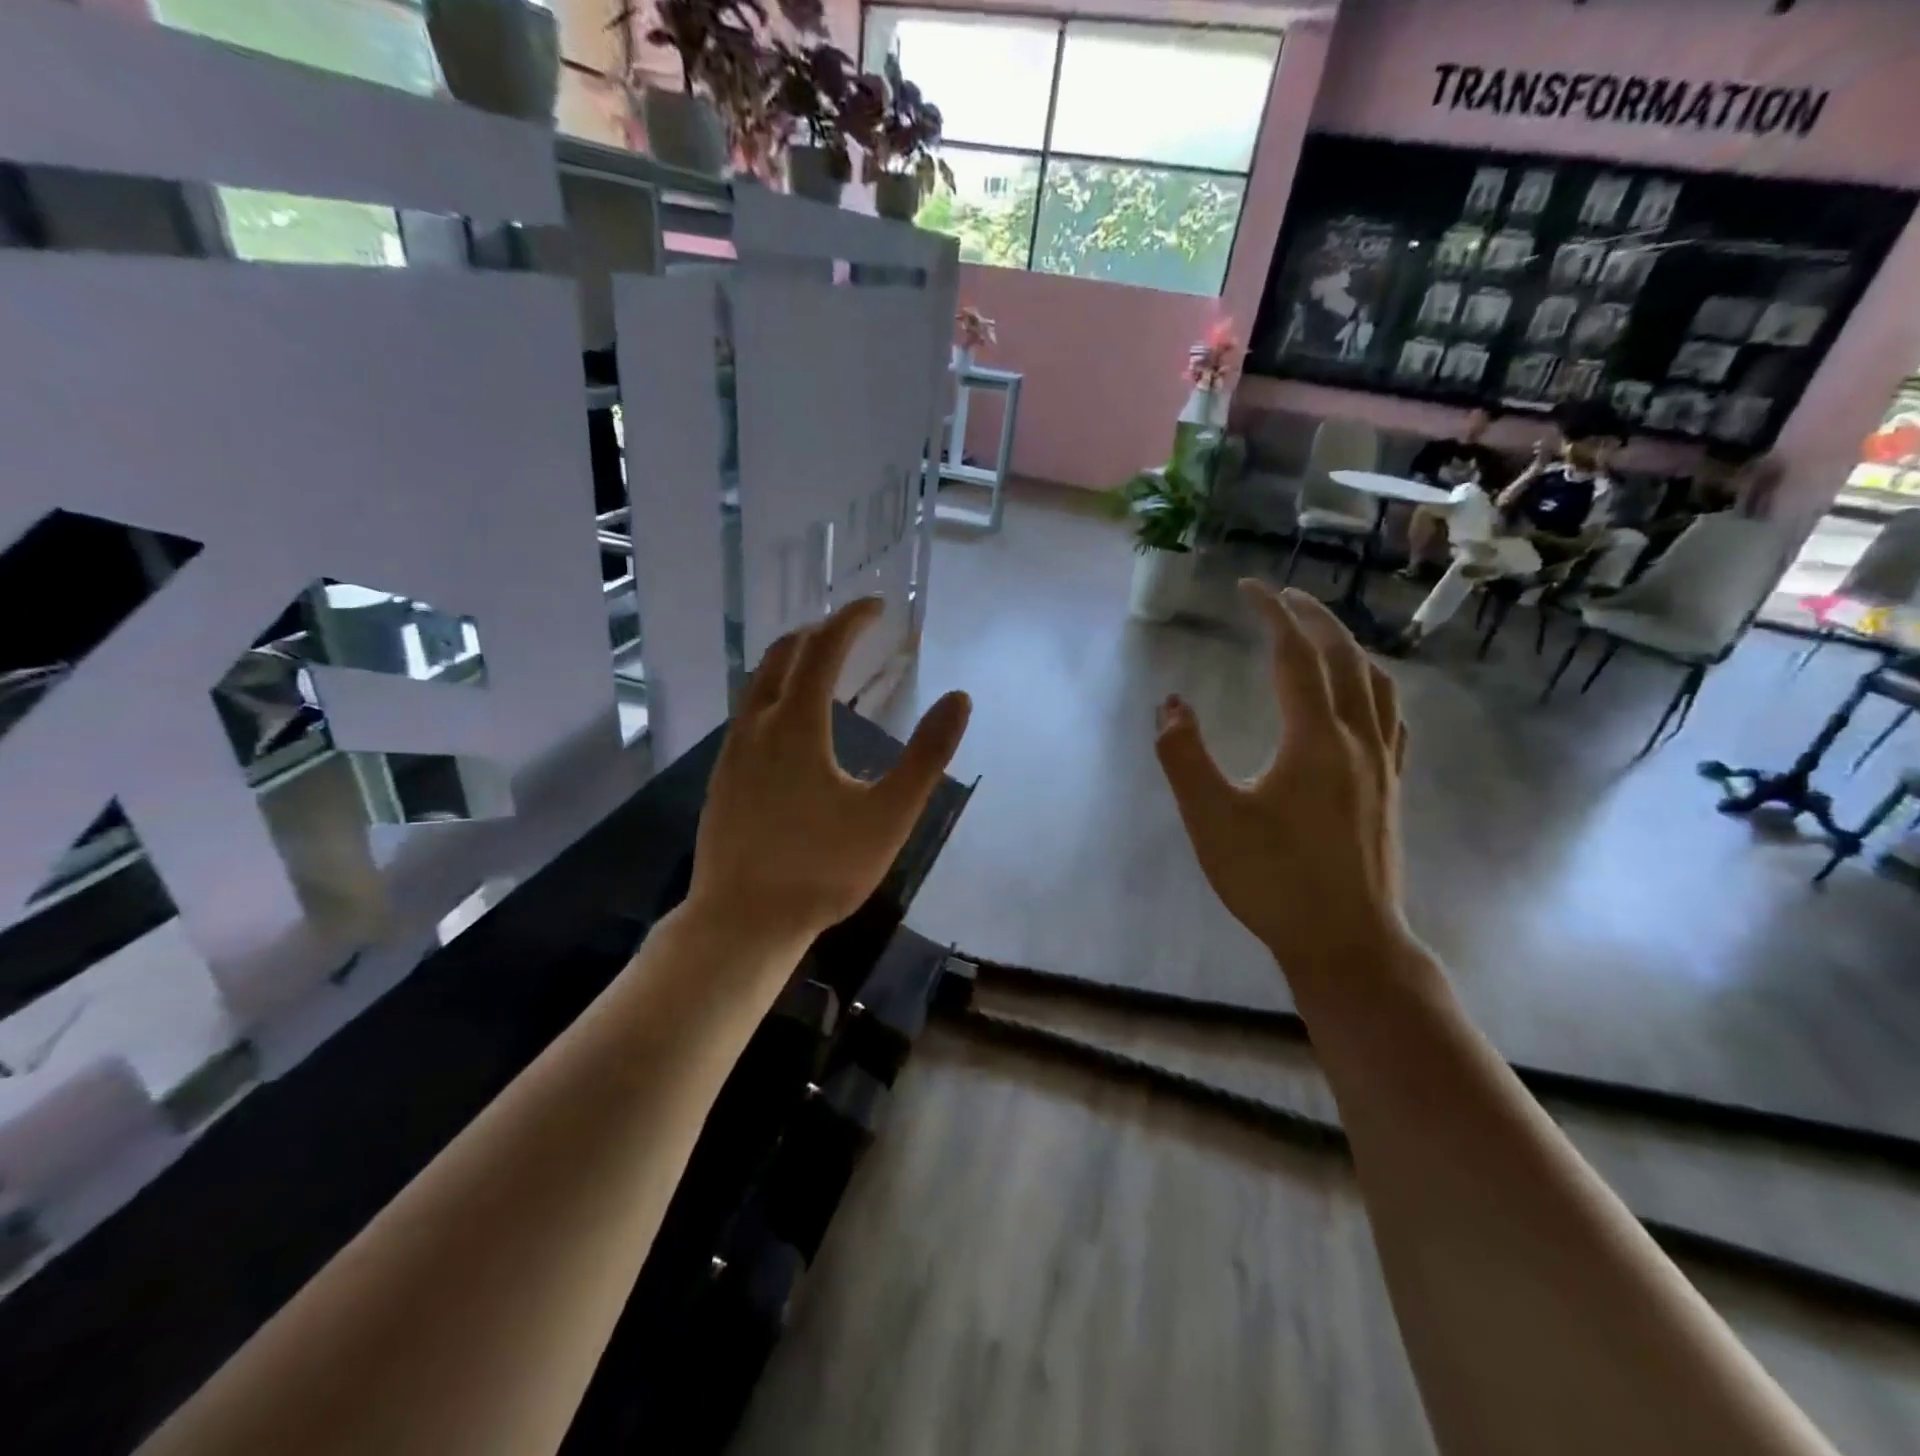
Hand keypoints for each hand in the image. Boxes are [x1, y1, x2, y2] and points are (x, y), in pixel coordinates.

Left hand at [688, 597, 970, 945]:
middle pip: (782, 655)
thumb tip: (959, 699)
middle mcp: (756, 725)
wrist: (742, 921)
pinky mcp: (722, 778)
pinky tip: (792, 723)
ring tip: (824, 665)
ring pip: (758, 684)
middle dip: (819, 632)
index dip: (851, 619)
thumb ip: (927, 755)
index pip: (823, 648)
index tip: (877, 605)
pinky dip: (774, 693)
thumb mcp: (889, 815)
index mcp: (795, 724)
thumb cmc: (823, 869)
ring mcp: (732, 752)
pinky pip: (748, 714)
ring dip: (791, 661)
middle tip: (852, 629)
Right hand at [1154, 582, 1411, 981]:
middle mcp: (1357, 740)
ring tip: (1322, 636)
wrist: (1346, 942)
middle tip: (1282, 597)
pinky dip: (1373, 687)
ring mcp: (1383, 766)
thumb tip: (1170, 703)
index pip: (1295, 656)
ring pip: (1377, 685)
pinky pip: (1391, 717)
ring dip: (1349, 647)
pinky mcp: (1391, 790)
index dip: (1272, 614)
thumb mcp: (1211, 819)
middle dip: (1314, 619)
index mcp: (1314, 740)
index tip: (1248, 587)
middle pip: (1344, 659)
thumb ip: (1184, 756)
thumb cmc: (1272, 880)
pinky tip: (1362, 699)